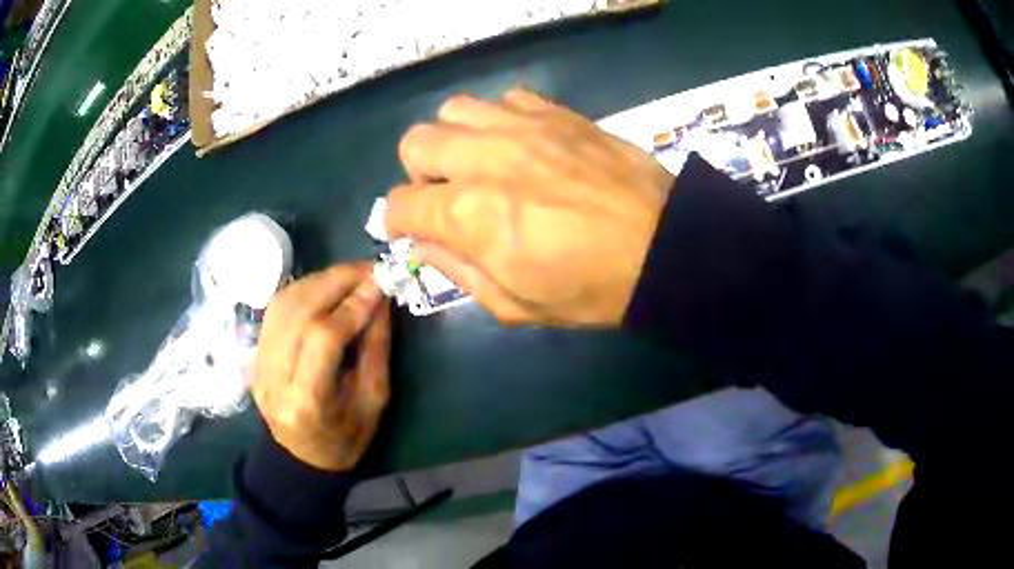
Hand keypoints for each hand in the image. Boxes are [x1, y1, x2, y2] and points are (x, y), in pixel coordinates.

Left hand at [250, 264, 390, 471]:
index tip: (381, 282)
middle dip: (336, 281)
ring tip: (350, 276)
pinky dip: (303, 289)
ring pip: (284, 303)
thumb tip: (381, 299)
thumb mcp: (374, 401)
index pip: (324, 337)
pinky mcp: (254, 352)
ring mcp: (258, 363)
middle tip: (369, 269)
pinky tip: (325, 287)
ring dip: (320, 280)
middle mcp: (273, 376)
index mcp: (306, 401)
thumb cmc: (345, 439)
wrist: (301, 456)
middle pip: (299, 312)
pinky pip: (276, 308)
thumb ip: (376, 348)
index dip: (353, 304)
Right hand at [384, 88, 673, 326]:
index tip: (412, 231)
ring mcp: (521, 126)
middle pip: (415, 142)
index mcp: (469, 214)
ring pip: (454, 109)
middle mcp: (484, 158)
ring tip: (481, 164)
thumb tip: (426, 242)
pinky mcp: (556, 112)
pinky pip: (504, 99)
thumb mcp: (514, 305)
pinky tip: (519, 144)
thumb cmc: (591, 288)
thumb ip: (457, 271)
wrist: (663, 246)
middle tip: (447, 196)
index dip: (397, 222)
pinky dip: (498, 120)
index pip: (398, 205)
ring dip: (454, 139)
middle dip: (418, 174)